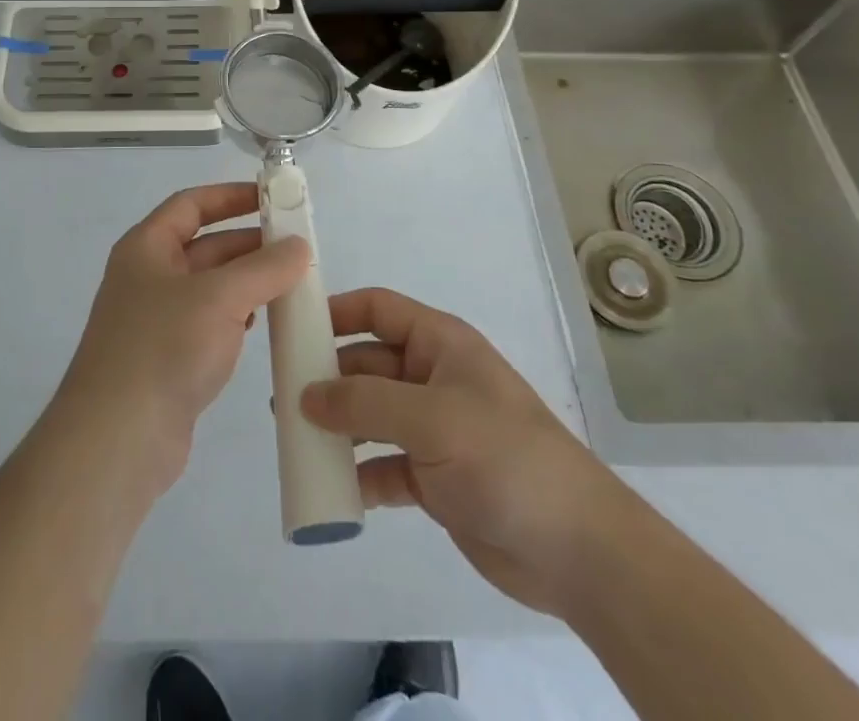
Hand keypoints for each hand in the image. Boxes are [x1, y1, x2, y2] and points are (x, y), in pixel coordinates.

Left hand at [53, 183, 309, 497]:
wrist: (117, 440)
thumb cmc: (163, 348)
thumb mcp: (219, 298)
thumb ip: (263, 268)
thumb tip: (299, 245)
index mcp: (146, 247)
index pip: (191, 205)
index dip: (230, 196)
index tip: (272, 198)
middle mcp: (148, 277)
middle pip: (204, 245)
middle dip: (248, 243)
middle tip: (297, 246)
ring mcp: (157, 320)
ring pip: (211, 287)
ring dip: (248, 282)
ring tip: (292, 282)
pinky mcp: (169, 359)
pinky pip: (210, 323)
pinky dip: (238, 317)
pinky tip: (265, 323)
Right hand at [300, 287, 636, 617]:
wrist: (576, 549)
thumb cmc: (503, 457)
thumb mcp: (430, 417)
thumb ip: (363, 403)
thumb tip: (305, 396)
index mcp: (439, 344)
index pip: (377, 310)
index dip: (335, 312)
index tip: (291, 329)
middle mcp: (432, 378)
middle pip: (366, 364)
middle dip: (327, 377)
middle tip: (282, 397)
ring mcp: (433, 429)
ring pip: (370, 416)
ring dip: (337, 426)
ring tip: (296, 438)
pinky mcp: (434, 477)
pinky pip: (383, 465)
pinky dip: (359, 474)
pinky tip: (333, 488)